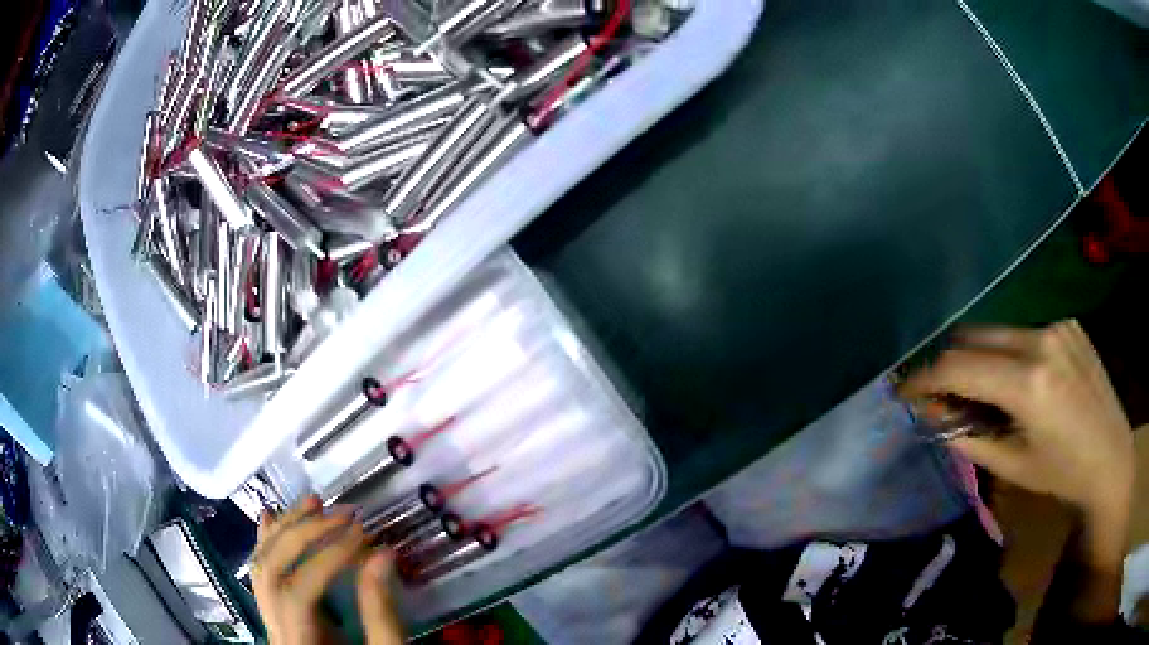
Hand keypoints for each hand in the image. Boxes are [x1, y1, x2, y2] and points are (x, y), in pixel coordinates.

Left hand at [253, 496, 404, 644]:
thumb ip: (381, 613)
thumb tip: (383, 555)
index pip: (299, 592)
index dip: (328, 559)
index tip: (363, 536)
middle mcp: (274, 630)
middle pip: (271, 571)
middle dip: (304, 535)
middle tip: (344, 515)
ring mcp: (269, 621)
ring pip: (260, 567)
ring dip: (285, 529)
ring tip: (314, 502)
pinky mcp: (275, 614)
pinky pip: (262, 574)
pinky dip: (266, 542)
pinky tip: (270, 516)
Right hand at [899, 320, 1134, 515]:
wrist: (1111, 457)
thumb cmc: (1062, 474)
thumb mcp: (1013, 465)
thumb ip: (969, 436)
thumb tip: (933, 417)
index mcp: (1029, 383)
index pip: (960, 365)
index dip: (925, 377)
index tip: (903, 390)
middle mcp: (1042, 340)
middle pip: (975, 337)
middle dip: (949, 363)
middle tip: (937, 392)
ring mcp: (1058, 326)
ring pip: (999, 332)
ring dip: (980, 358)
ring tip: (978, 391)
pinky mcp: (1068, 323)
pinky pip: (1024, 332)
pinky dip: (1008, 353)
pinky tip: (1018, 380)